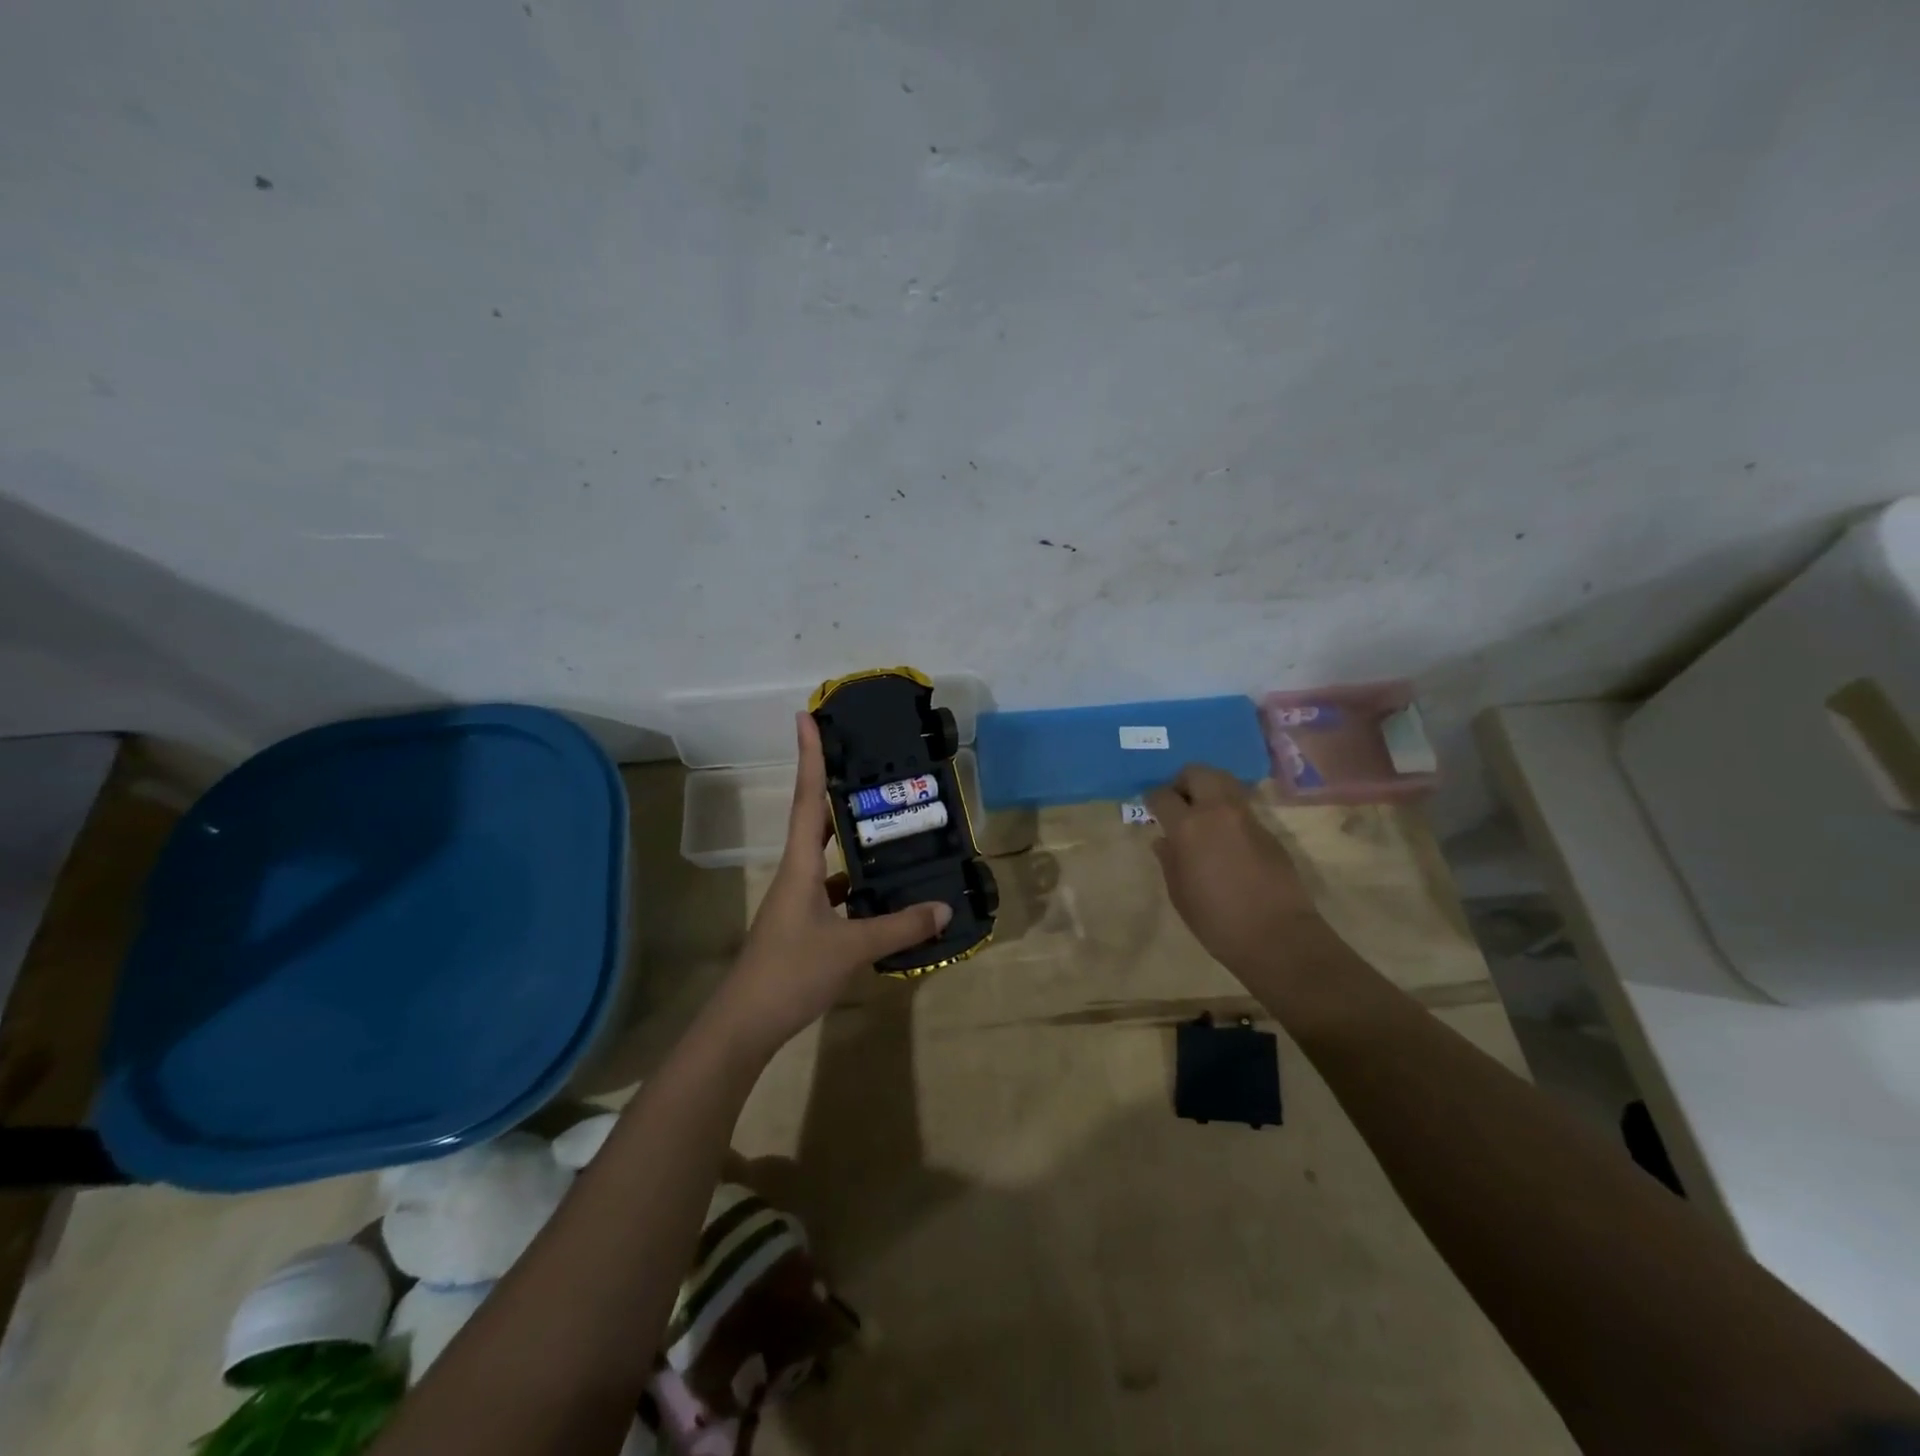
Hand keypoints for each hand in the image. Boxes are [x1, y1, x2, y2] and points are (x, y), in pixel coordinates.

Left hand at [709, 713, 951, 1058]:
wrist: (745, 1024)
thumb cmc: (791, 973)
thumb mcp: (852, 948)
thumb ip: (899, 927)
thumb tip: (944, 908)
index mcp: (801, 865)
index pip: (806, 798)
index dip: (809, 756)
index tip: (806, 716)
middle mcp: (798, 874)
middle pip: (816, 818)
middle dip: (836, 787)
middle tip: (869, 764)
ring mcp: (800, 900)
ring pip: (830, 857)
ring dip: (854, 840)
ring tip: (893, 824)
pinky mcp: (806, 924)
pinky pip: (837, 891)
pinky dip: (859, 884)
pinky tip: (887, 891)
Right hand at [1144, 766, 1319, 974]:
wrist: (1278, 936)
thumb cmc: (1217, 920)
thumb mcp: (1179, 893)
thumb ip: (1169, 860)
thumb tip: (1164, 840)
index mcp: (1188, 826)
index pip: (1162, 795)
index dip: (1153, 799)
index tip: (1151, 809)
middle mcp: (1217, 811)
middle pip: (1197, 772)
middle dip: (1183, 781)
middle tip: (1178, 803)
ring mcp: (1246, 817)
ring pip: (1224, 781)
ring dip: (1208, 789)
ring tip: (1201, 815)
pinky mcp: (1268, 829)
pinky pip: (1241, 806)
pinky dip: (1227, 810)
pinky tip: (1224, 837)